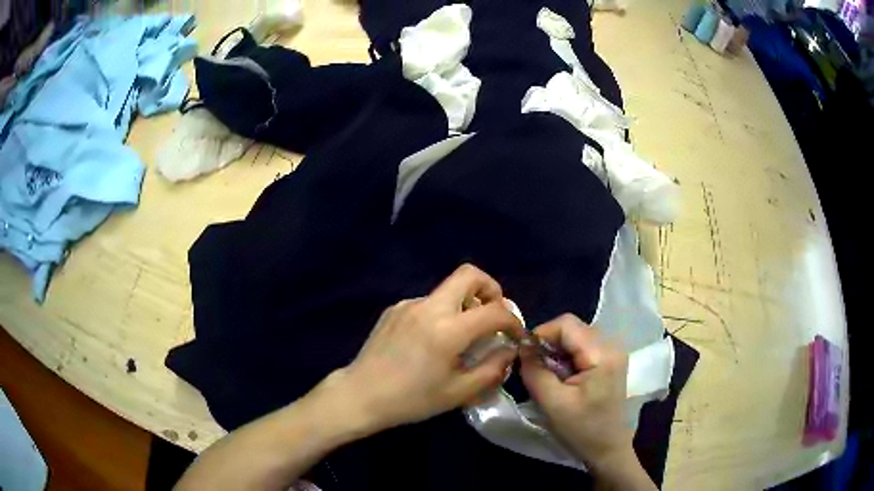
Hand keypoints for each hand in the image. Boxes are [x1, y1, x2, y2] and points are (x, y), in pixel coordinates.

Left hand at [332, 264, 523, 432]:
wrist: (361, 395)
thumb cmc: (412, 399)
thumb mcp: (459, 392)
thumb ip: (492, 369)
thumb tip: (508, 350)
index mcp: (447, 330)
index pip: (494, 311)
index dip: (513, 320)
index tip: (515, 334)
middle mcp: (428, 307)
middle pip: (468, 274)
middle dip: (490, 289)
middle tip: (493, 314)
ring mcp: (408, 304)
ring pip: (447, 290)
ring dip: (464, 304)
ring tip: (461, 337)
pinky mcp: (394, 309)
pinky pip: (427, 303)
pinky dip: (441, 314)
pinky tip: (431, 342)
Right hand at [520, 314, 633, 473]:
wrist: (608, 449)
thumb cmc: (582, 429)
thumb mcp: (552, 403)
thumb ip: (535, 371)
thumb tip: (522, 346)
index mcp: (602, 353)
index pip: (566, 324)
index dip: (541, 334)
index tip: (525, 356)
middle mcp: (612, 345)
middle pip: (572, 328)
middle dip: (549, 344)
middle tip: (535, 368)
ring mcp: (613, 352)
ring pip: (576, 336)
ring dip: (557, 351)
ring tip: (548, 375)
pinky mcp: (610, 361)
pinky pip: (583, 347)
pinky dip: (567, 357)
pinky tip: (562, 377)